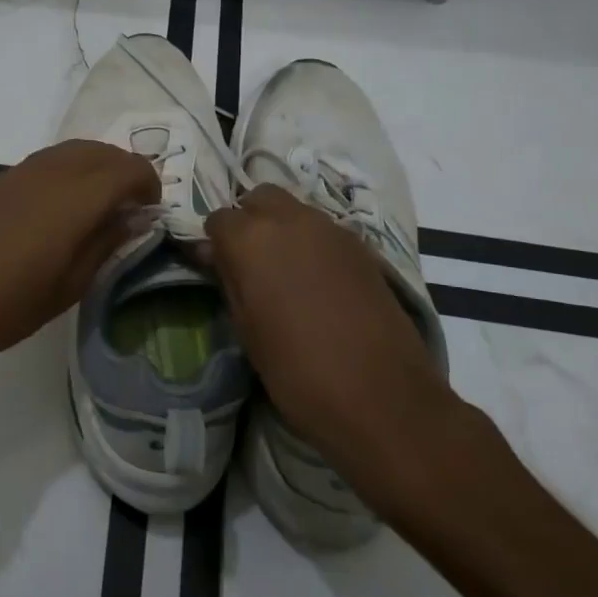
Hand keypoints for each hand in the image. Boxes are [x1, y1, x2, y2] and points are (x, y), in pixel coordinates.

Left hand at [0, 139, 158, 383]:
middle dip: (126, 172)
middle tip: (131, 208)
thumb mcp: (71, 285)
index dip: (149, 184)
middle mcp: (53, 172)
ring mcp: (25, 171)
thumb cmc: (11, 304)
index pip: (129, 168)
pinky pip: (51, 159)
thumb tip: (137, 217)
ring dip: (99, 166)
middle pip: (104, 151)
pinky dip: (72, 169)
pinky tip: (66, 204)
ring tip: (102, 205)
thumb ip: (108, 242)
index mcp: (76, 198)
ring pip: (76, 149)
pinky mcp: (4, 179)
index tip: (151, 213)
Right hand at [204, 185, 463, 494]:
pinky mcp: (363, 246)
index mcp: (251, 238)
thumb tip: (215, 255)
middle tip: (249, 262)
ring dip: (282, 229)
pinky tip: (317, 282)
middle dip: (249, 221)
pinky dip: (313, 244)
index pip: (219, 219)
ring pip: (295, 210)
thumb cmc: (297, 371)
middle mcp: (290, 219)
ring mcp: (332, 229)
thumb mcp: (246, 329)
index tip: (215, 267)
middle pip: (259, 198)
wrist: (382, 398)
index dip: (214, 242)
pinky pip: (325, 231)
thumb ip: (229, 280)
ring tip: (284, 273)